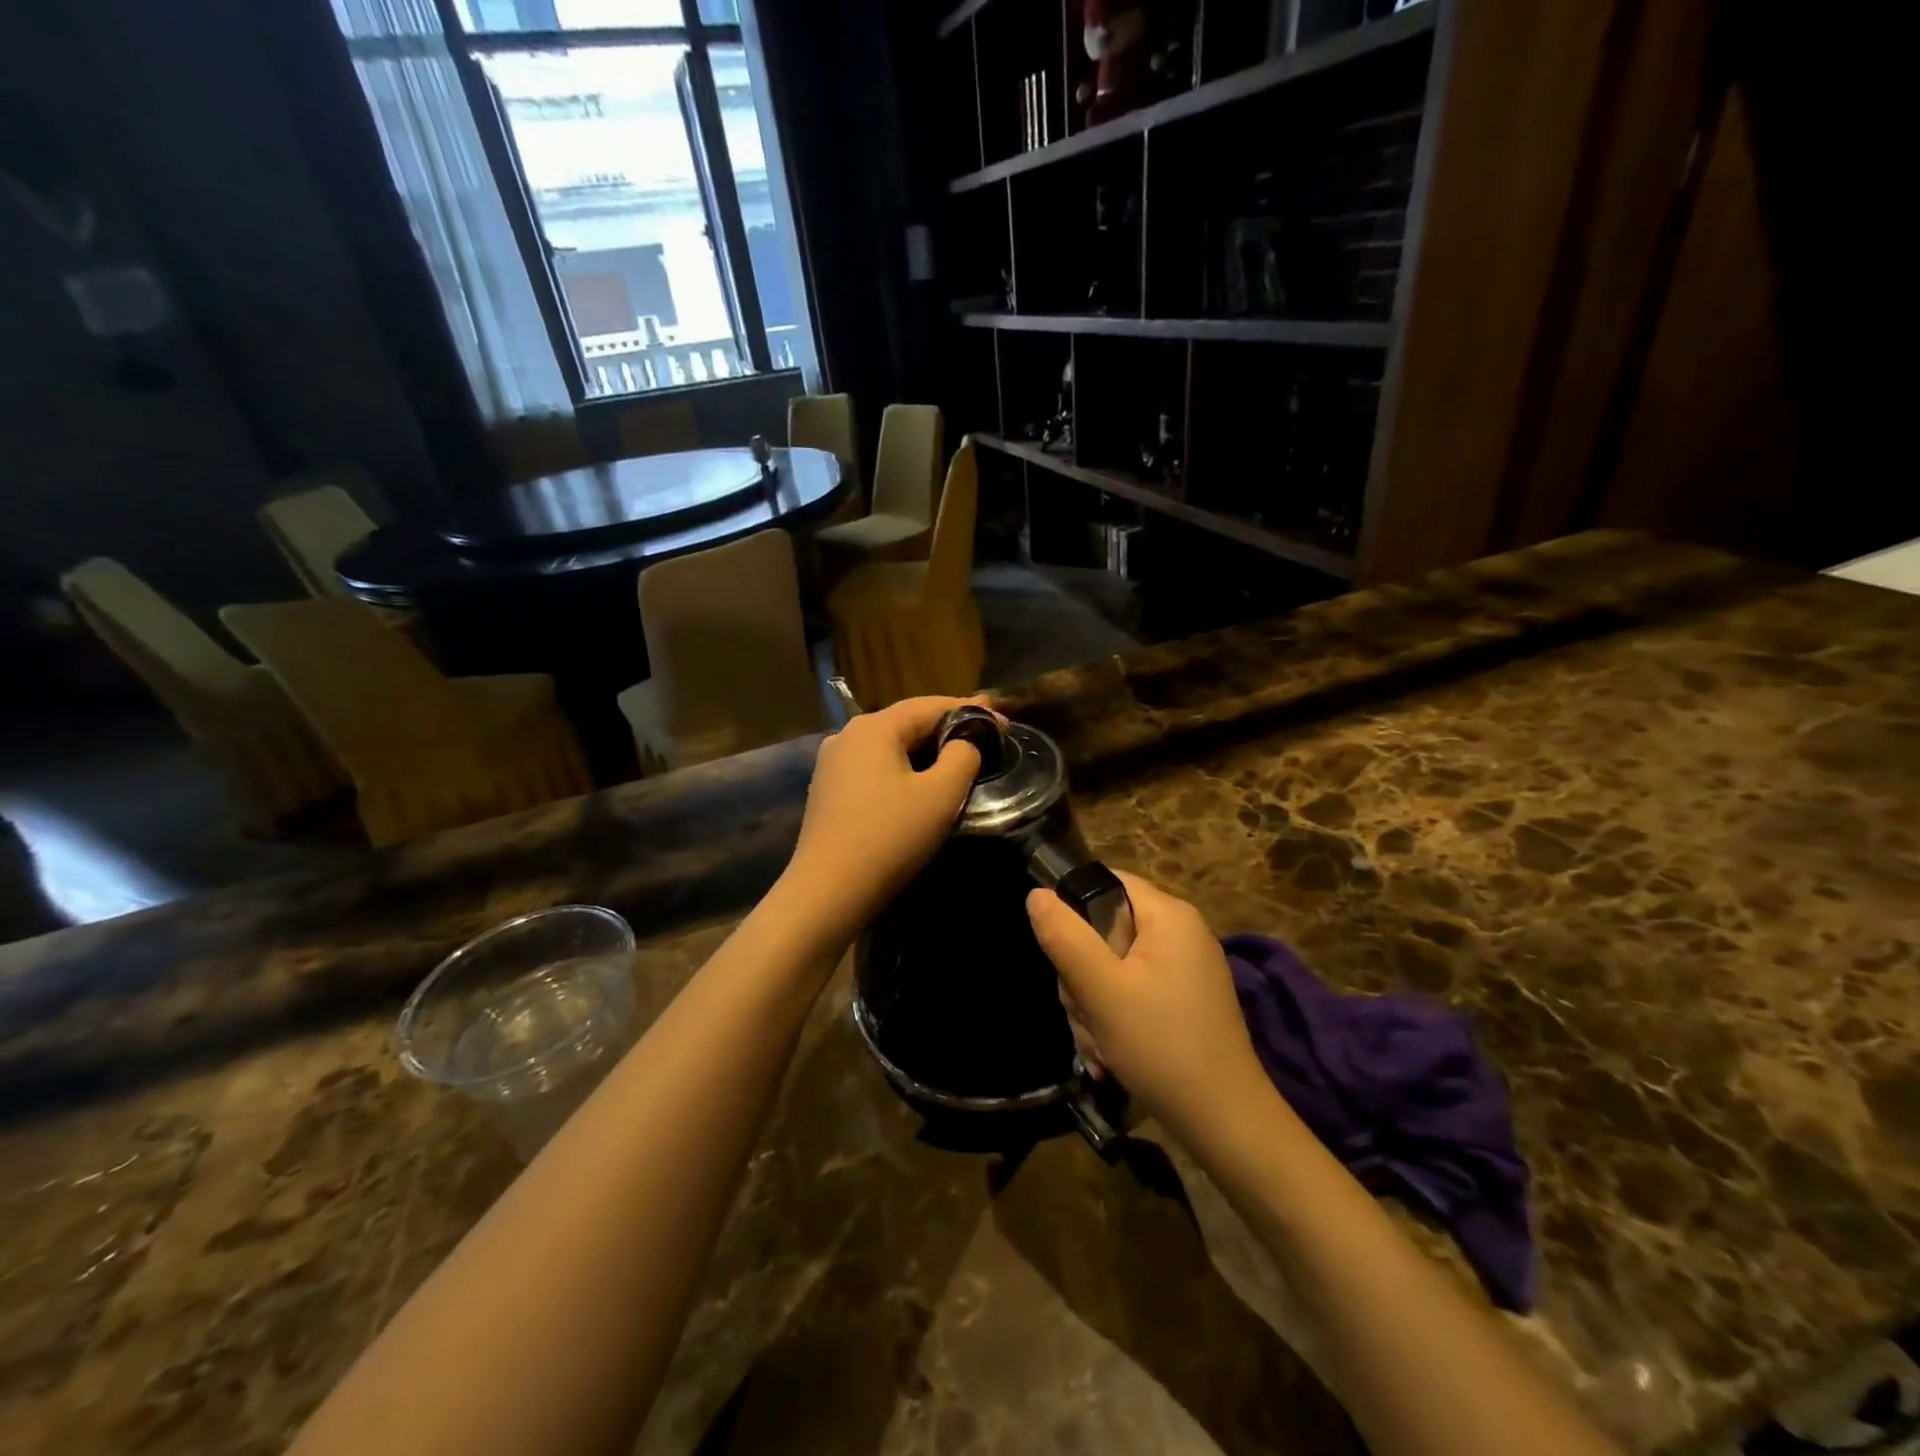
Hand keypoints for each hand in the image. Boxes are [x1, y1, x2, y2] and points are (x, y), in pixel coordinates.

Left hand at [782, 696, 983, 938]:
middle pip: (907, 723)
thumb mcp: (940, 795)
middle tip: (986, 738)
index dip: (971, 711)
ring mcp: (832, 764)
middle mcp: (847, 736)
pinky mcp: (828, 791)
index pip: (930, 705)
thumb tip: (964, 744)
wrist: (828, 891)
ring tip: (958, 760)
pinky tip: (919, 785)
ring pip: (890, 746)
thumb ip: (963, 757)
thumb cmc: (889, 837)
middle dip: (948, 729)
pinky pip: (875, 768)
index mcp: (873, 727)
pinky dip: (903, 769)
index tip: (1004, 723)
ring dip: (925, 751)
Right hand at [1027, 871, 1267, 1141]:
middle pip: (1105, 930)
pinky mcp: (1184, 1002)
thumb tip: (1036, 894)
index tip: (1061, 954)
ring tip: (1099, 1047)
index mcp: (1169, 915)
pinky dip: (1115, 1021)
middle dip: (1082, 976)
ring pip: (1113, 968)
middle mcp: (1181, 934)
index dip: (1074, 910)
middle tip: (1084, 1014)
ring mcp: (1185, 970)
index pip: (1106, 882)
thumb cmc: (1161, 1045)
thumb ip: (1065, 938)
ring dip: (1094, 1006)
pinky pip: (1133, 993)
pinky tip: (1111, 1056)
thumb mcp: (1101, 990)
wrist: (1225, 1123)